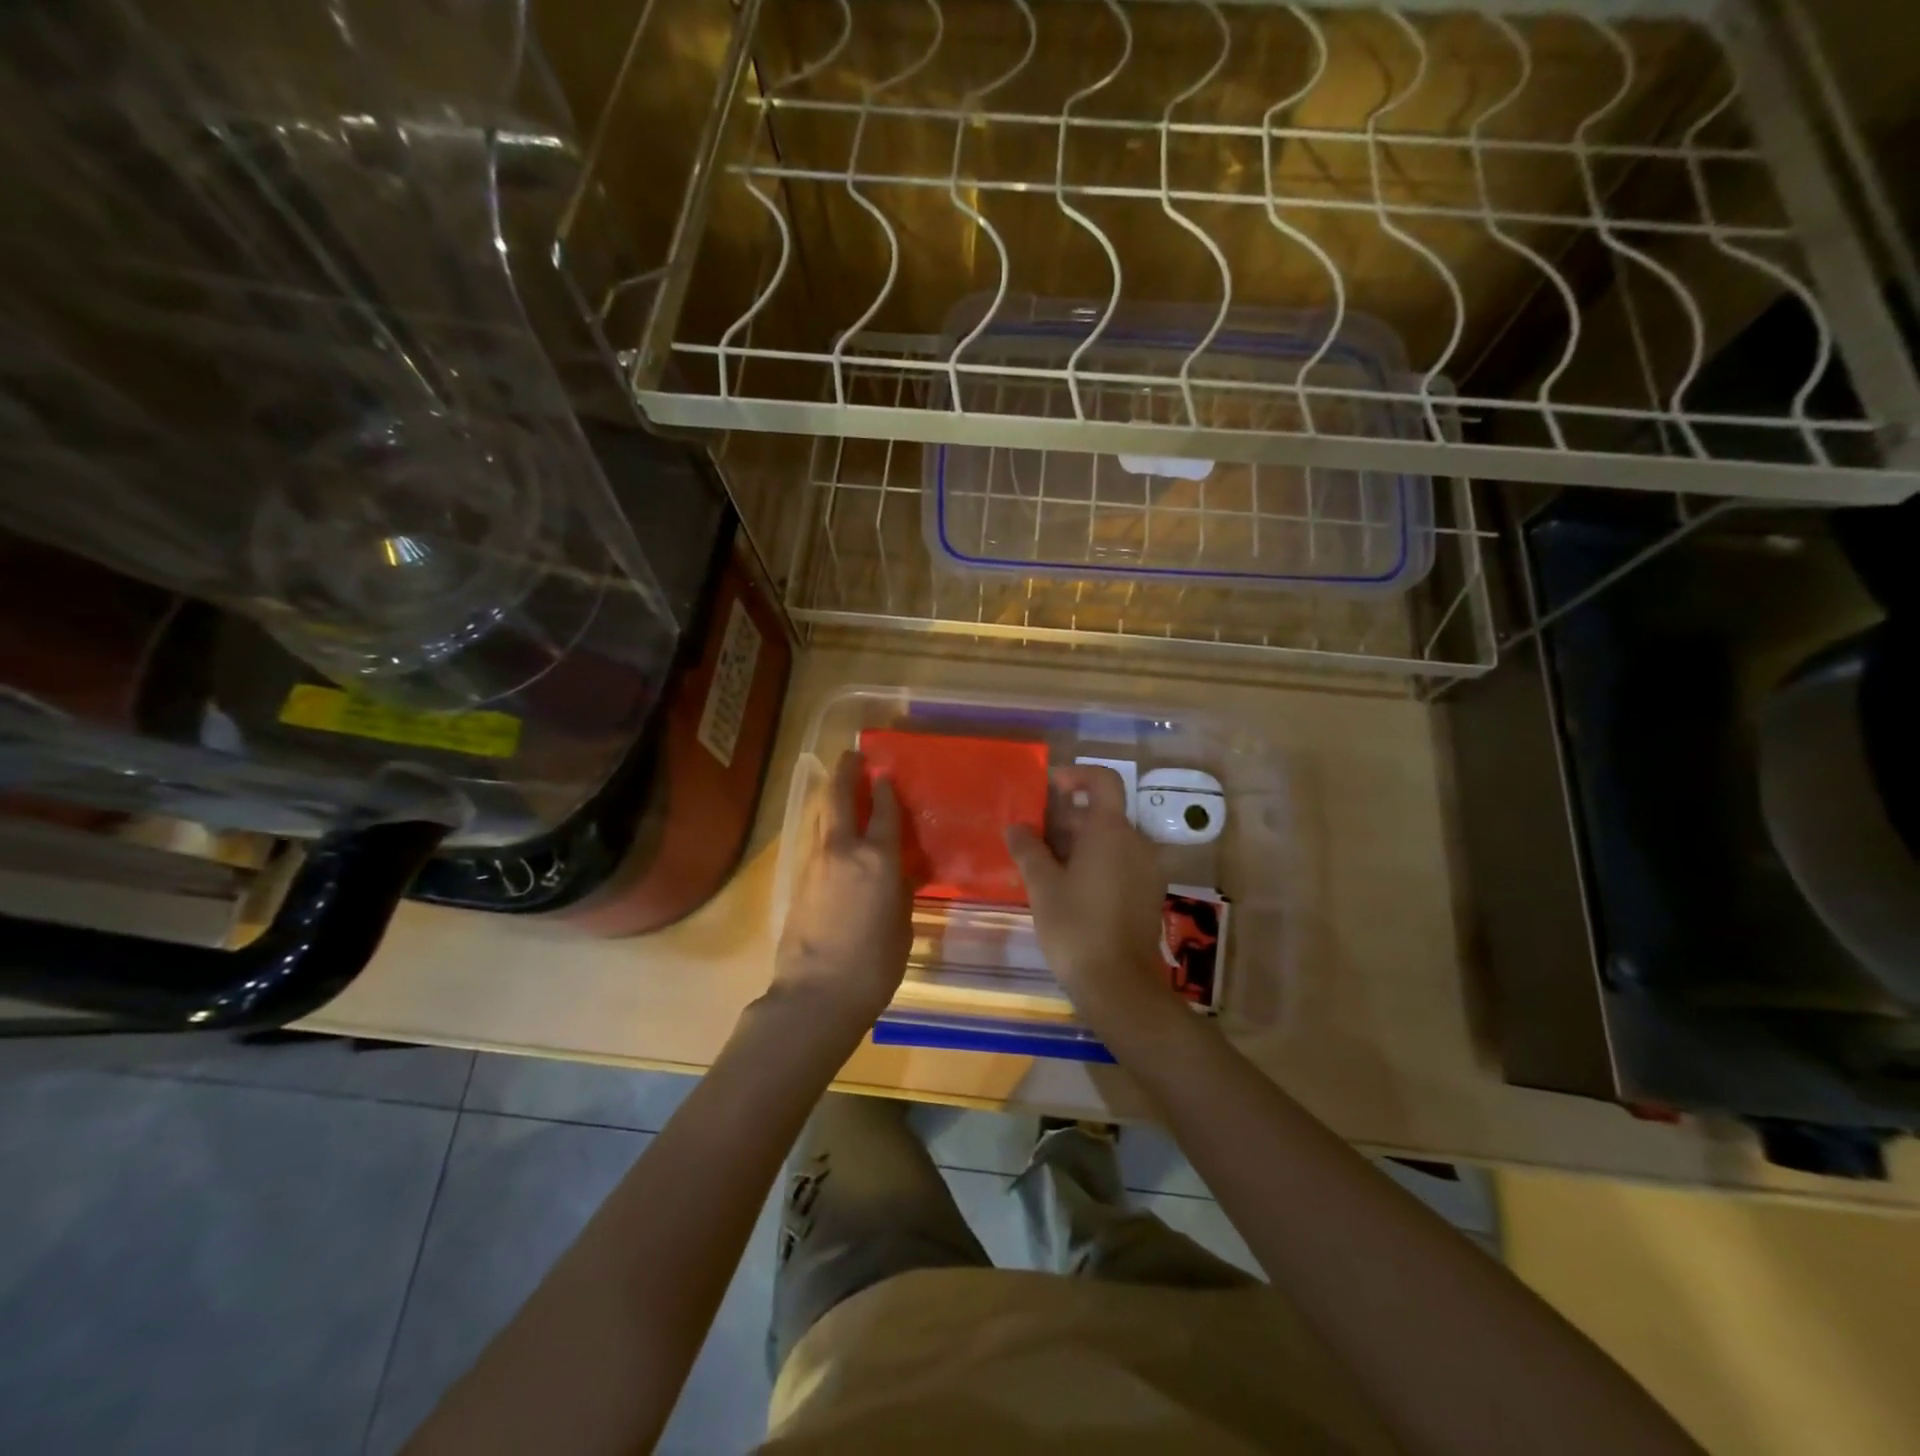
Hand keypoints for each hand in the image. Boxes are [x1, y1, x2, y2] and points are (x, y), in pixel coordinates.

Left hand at [770, 749, 911, 1032]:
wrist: (817, 994)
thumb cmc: (874, 965)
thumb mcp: (901, 925)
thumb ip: (900, 890)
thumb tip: (898, 872)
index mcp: (878, 860)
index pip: (885, 812)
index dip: (886, 790)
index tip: (885, 772)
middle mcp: (844, 851)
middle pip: (840, 798)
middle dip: (846, 772)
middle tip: (852, 756)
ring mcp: (816, 863)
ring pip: (821, 815)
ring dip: (830, 794)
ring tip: (839, 783)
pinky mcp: (798, 880)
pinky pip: (814, 839)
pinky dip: (823, 824)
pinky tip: (831, 829)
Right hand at [1005, 765, 1181, 1043]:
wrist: (1119, 985)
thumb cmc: (1076, 927)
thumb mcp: (1042, 885)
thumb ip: (1028, 849)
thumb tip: (1016, 827)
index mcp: (1111, 831)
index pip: (1103, 780)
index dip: (1077, 775)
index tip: (1049, 787)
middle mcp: (1136, 842)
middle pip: (1102, 812)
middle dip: (1067, 817)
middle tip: (1033, 837)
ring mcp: (1147, 869)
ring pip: (1110, 840)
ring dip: (1078, 842)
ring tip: (1044, 866)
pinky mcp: (1148, 893)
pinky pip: (1120, 862)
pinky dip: (1095, 862)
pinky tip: (1067, 888)